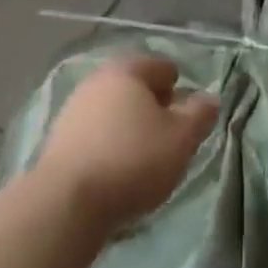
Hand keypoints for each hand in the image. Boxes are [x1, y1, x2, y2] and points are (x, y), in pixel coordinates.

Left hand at [33, 54, 219, 235]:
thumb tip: (209, 98)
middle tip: (170, 133)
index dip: (179, 87)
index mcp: (126, 72)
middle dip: (153, 105)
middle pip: (133, 86)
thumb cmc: (134, 160)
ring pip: (112, 110)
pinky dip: (110, 143)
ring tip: (146, 155)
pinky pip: (95, 133)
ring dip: (130, 125)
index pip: (161, 66)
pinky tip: (118, 169)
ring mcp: (71, 111)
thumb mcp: (182, 138)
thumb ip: (200, 114)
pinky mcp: (58, 141)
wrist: (67, 201)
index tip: (187, 115)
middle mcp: (95, 82)